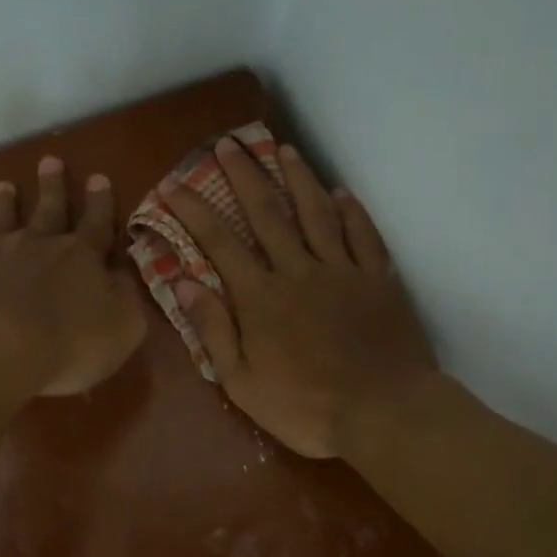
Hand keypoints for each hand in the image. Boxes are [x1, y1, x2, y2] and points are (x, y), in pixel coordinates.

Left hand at [0, 157, 145, 396]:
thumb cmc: (67, 346)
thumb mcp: (122, 328)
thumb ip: (125, 299)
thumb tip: (122, 275)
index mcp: (80, 257)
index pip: (97, 224)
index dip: (100, 203)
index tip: (98, 178)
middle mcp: (34, 244)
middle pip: (47, 210)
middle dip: (52, 187)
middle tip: (50, 161)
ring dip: (2, 202)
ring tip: (3, 185)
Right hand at [166, 137, 437, 457]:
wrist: (383, 413)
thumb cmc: (305, 407)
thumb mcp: (242, 382)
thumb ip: (212, 329)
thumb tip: (183, 281)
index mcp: (261, 297)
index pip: (219, 243)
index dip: (193, 210)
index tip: (173, 184)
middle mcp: (299, 271)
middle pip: (268, 213)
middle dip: (244, 175)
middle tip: (228, 143)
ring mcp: (343, 271)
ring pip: (317, 213)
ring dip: (298, 178)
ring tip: (284, 149)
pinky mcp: (378, 279)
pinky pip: (363, 235)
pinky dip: (352, 211)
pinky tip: (342, 193)